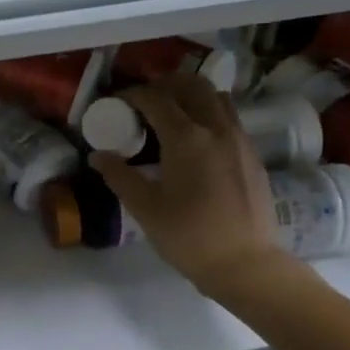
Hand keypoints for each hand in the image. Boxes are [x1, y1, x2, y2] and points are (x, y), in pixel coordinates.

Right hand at [90, 74, 298, 297]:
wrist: (246, 264)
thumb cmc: (190, 237)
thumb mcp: (145, 208)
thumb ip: (119, 176)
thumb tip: (98, 155)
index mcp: (186, 138)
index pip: (155, 98)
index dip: (133, 94)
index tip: (117, 102)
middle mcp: (215, 127)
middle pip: (191, 84)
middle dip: (164, 85)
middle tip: (145, 102)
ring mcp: (239, 138)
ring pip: (215, 96)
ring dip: (191, 95)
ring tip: (172, 115)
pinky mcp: (252, 153)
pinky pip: (229, 117)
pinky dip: (209, 113)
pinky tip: (197, 140)